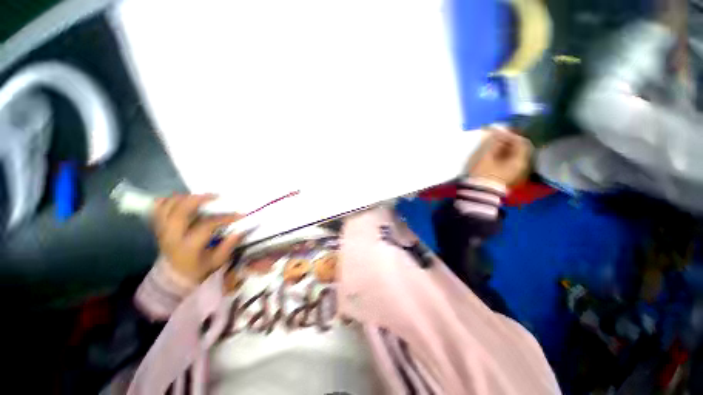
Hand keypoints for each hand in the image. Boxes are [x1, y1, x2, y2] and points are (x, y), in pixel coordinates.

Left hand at [153, 194, 243, 284]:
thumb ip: (227, 246)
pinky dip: (168, 201)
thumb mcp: (216, 262)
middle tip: (215, 196)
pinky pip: (157, 209)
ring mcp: (163, 230)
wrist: (173, 278)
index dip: (224, 218)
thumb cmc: (198, 270)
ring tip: (200, 196)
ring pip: (166, 207)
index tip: (239, 215)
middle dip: (198, 199)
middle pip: (179, 211)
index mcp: (187, 246)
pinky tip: (181, 199)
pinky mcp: (159, 227)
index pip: (206, 225)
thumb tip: (239, 231)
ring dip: (183, 198)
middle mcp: (172, 236)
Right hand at [469, 129, 531, 185]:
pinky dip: (504, 156)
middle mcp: (522, 166)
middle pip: (519, 149)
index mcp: (520, 160)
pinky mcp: (509, 177)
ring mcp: (516, 173)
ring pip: (515, 156)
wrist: (478, 193)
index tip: (498, 132)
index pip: (521, 142)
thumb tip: (497, 130)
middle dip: (508, 141)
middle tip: (495, 137)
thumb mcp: (487, 156)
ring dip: (506, 149)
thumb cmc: (483, 173)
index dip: (510, 134)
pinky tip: (494, 156)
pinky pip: (511, 162)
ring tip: (493, 146)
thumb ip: (494, 142)